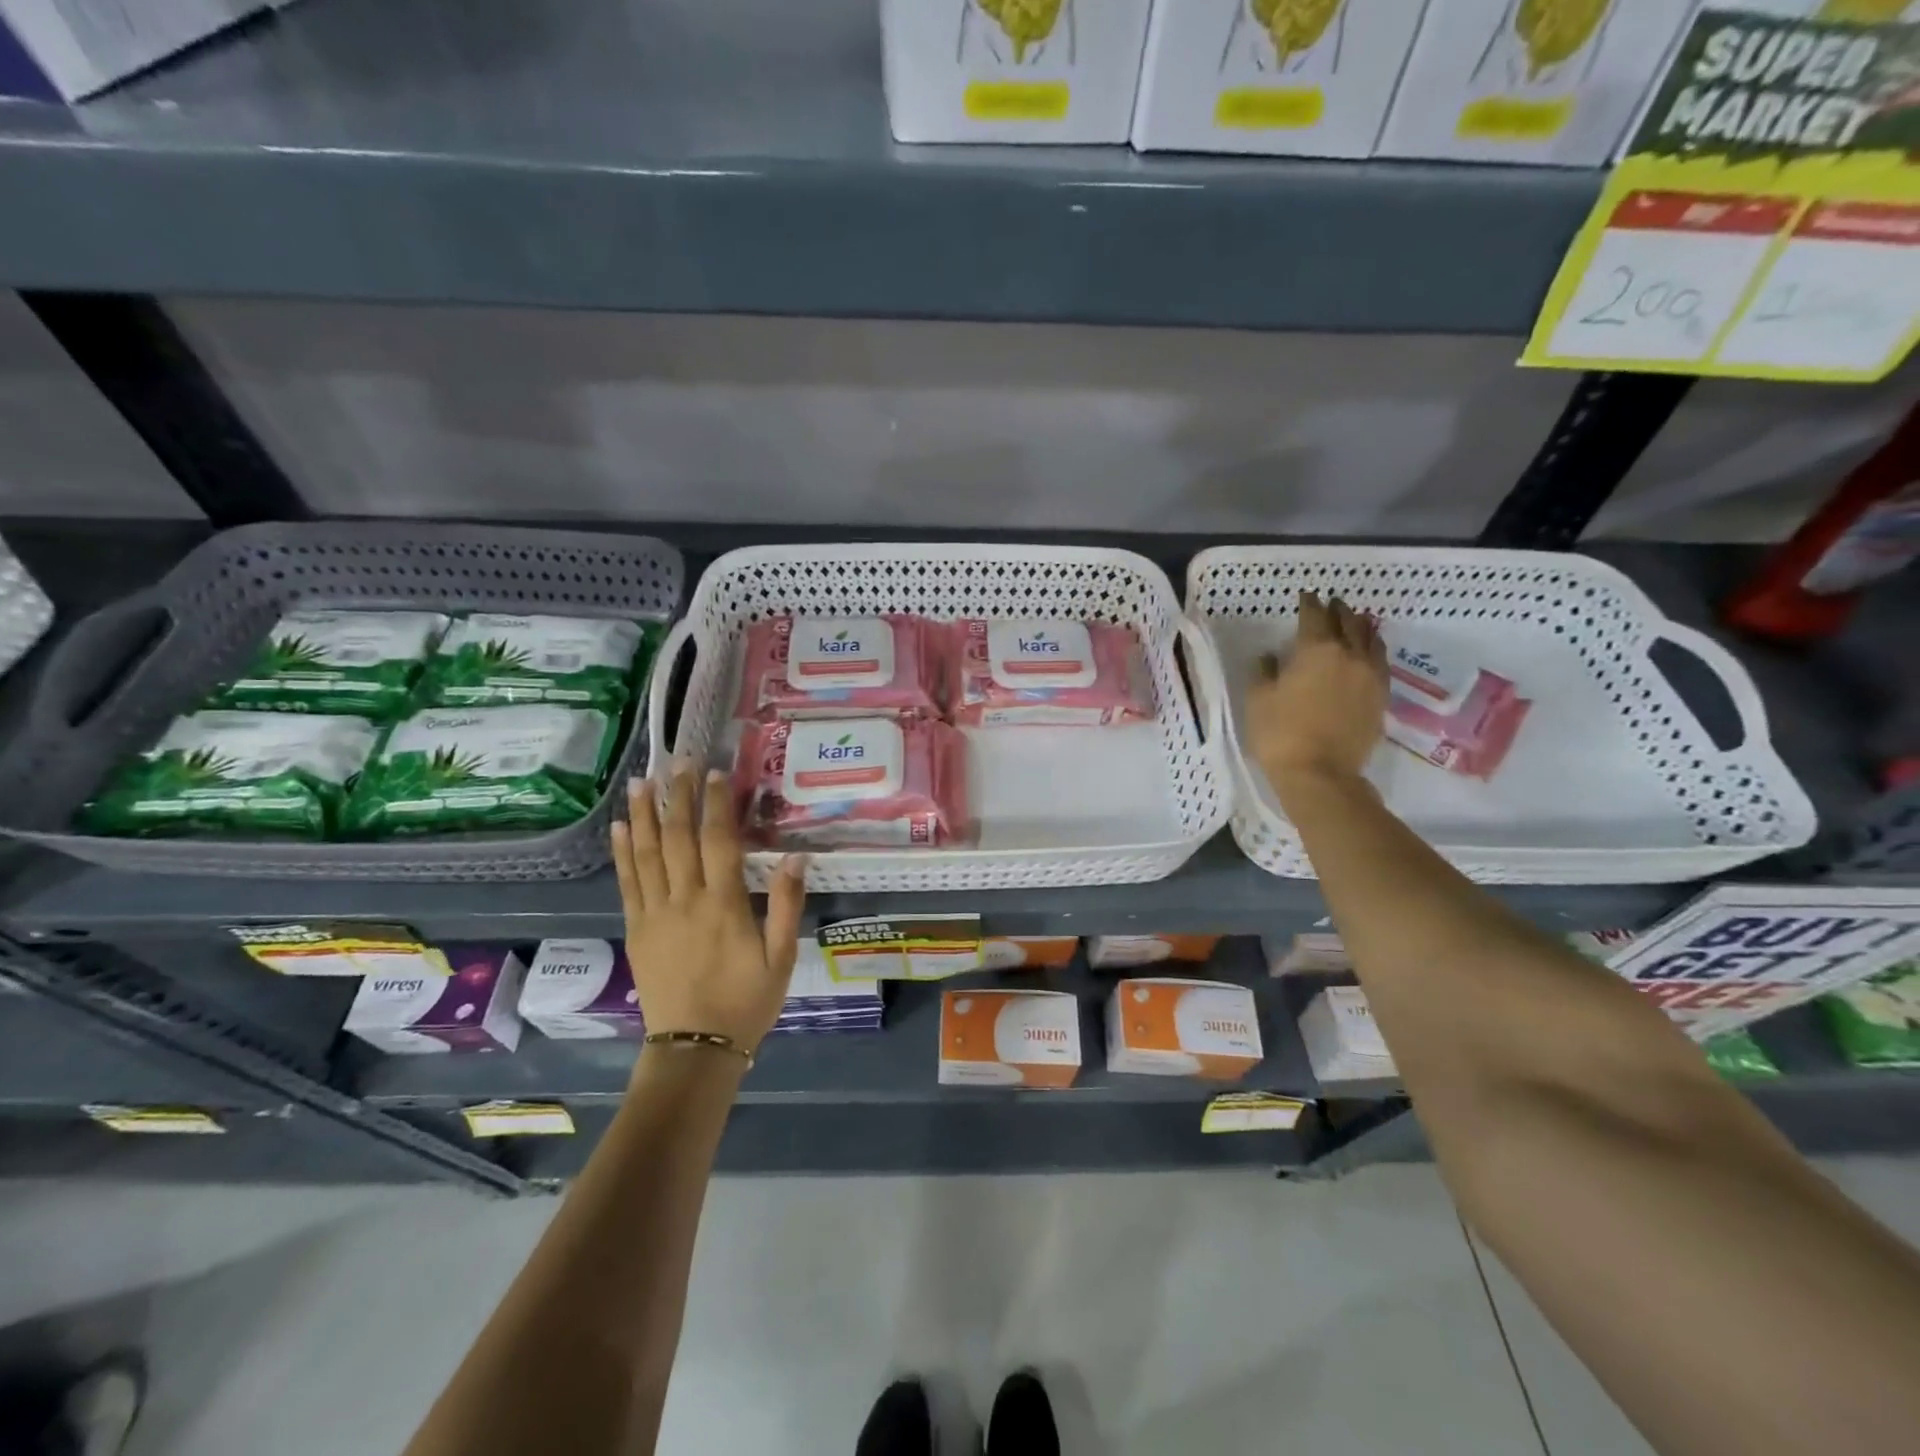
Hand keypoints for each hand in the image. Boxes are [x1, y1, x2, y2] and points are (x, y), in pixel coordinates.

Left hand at [611, 761, 807, 1056]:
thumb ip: (786, 904)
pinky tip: (620, 828)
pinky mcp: (637, 929)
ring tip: (642, 782)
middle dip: (678, 796)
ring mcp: (655, 914)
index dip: (716, 804)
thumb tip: (796, 855)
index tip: (714, 773)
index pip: (719, 841)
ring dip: (644, 814)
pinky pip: (627, 883)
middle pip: (678, 838)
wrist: (696, 1047)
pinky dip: (622, 852)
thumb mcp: (781, 957)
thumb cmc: (747, 1001)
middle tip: (677, 762)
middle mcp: (685, 900)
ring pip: (646, 854)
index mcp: (723, 904)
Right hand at [1246, 590, 1387, 788]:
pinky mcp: (1381, 697)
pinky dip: (1373, 649)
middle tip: (1330, 604)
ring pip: (1371, 639)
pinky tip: (1368, 653)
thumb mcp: (1258, 699)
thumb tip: (1271, 657)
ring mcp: (1370, 676)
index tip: (1305, 596)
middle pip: (1348, 622)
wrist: (1320, 773)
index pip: (1314, 616)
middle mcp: (1349, 655)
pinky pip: (1380, 662)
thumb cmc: (1280, 733)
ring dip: (1360, 626)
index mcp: (1317, 650)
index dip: (1309, 603)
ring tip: (1354, 621)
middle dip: (1337, 610)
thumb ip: (1264, 671)